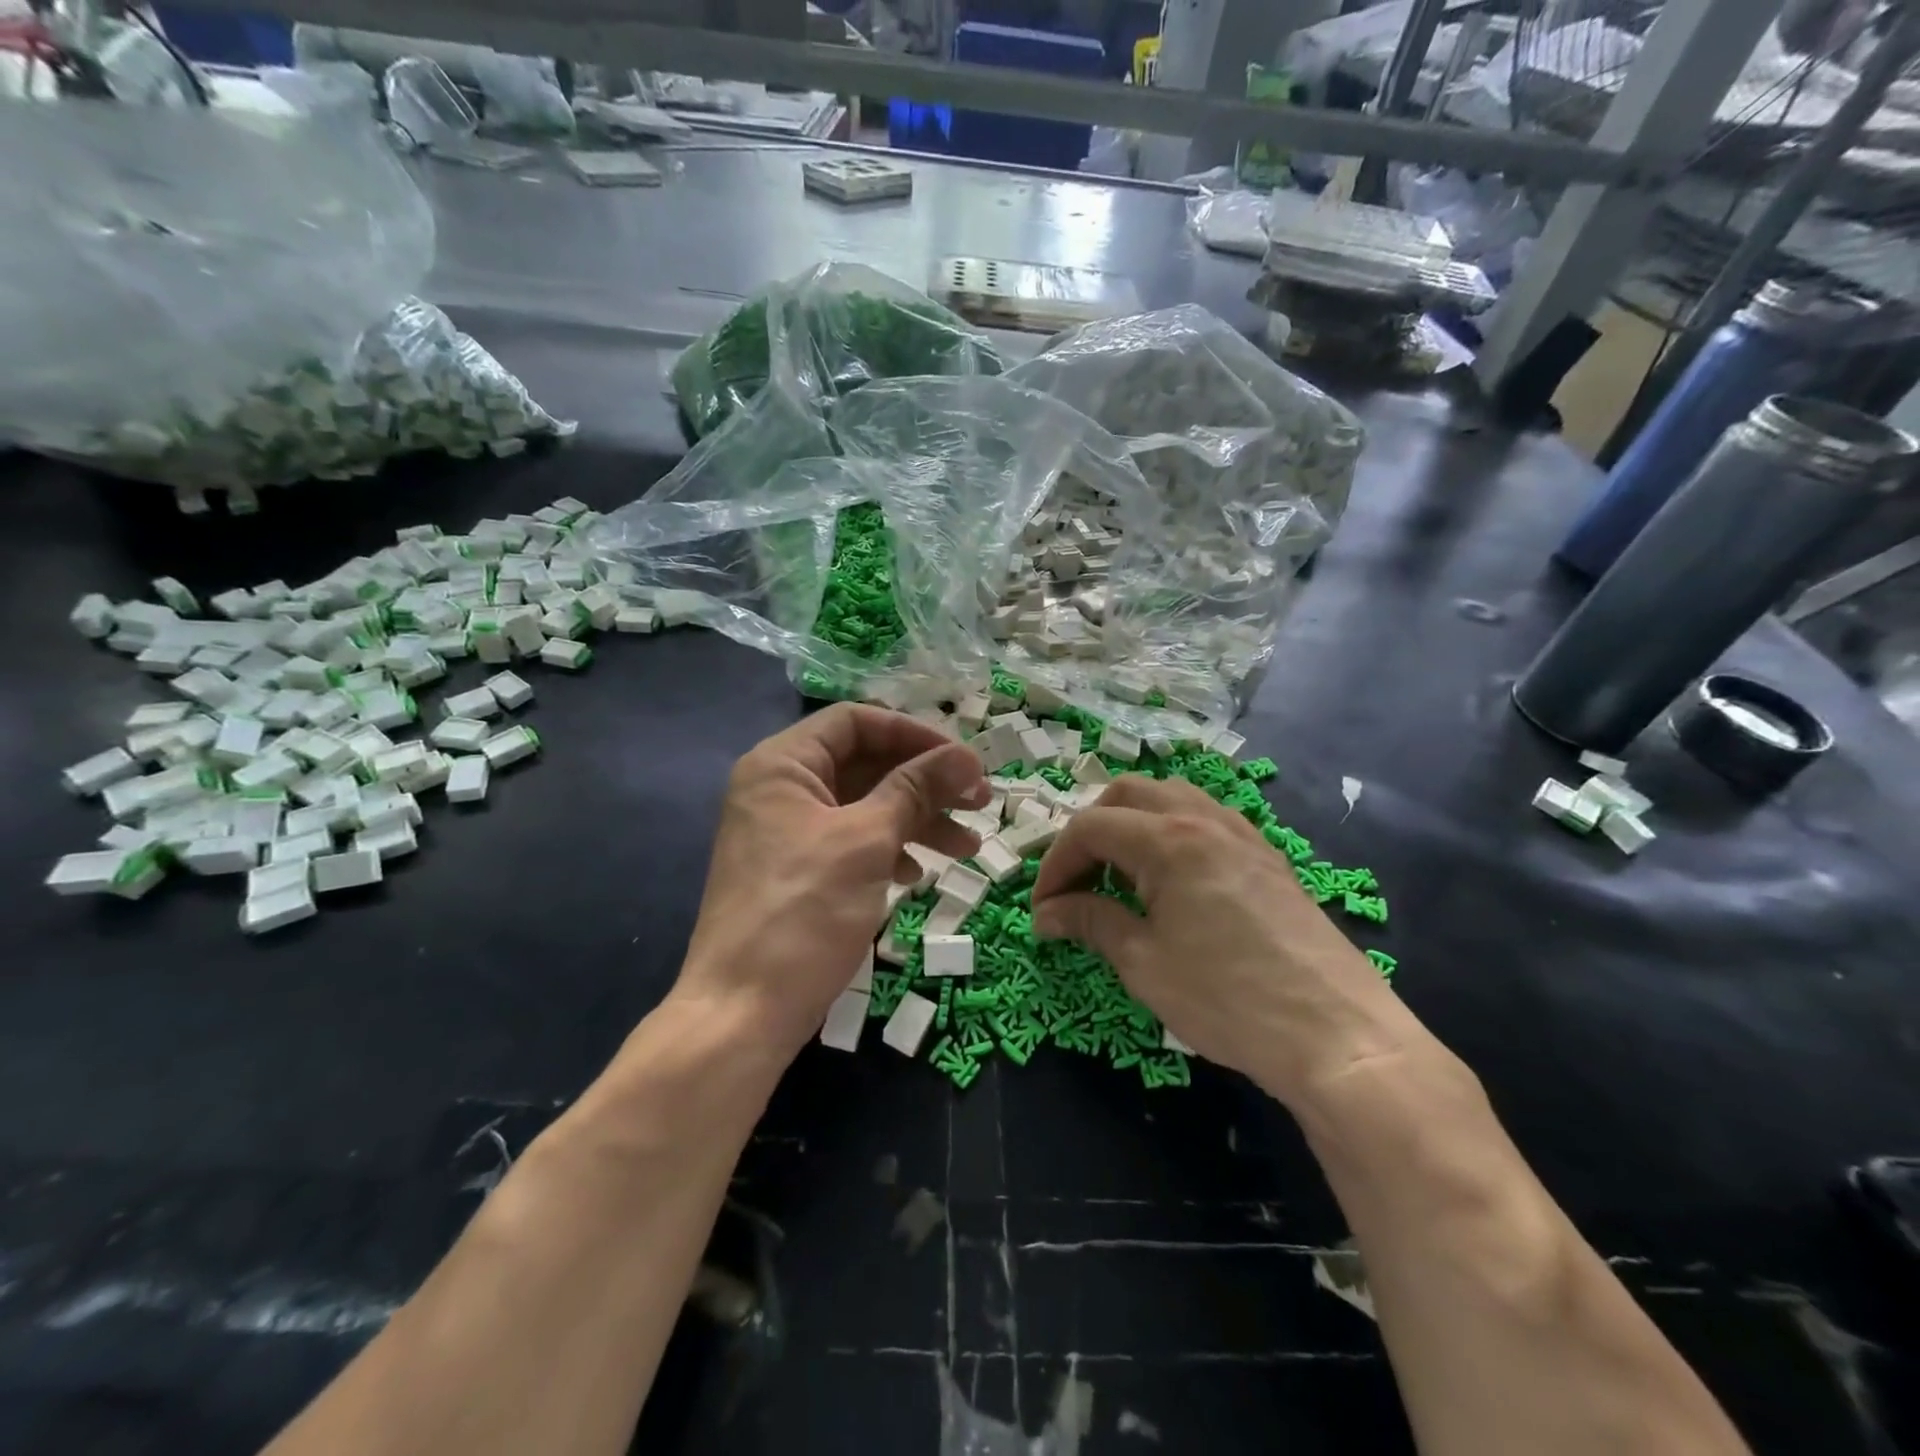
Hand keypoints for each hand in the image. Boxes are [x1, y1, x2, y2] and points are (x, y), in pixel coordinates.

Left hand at [674, 705, 989, 1060]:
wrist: (743, 1012)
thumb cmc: (804, 912)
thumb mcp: (867, 841)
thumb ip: (916, 789)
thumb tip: (967, 756)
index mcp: (782, 764)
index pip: (857, 722)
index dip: (915, 735)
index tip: (964, 762)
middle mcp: (780, 788)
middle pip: (865, 764)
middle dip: (925, 783)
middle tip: (979, 804)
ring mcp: (787, 832)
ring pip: (865, 806)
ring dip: (917, 820)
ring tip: (966, 848)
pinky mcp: (797, 872)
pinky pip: (852, 843)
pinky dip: (890, 851)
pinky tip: (917, 875)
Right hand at [1031, 775, 1413, 1107]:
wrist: (1337, 1036)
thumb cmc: (1228, 999)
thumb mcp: (1144, 963)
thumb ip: (1091, 923)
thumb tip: (1048, 913)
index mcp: (1169, 839)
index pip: (1090, 828)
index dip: (1055, 865)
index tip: (1043, 911)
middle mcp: (1204, 819)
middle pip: (1128, 795)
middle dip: (1090, 832)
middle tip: (1075, 882)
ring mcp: (1242, 834)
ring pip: (1170, 798)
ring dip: (1132, 825)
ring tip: (1118, 875)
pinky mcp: (1266, 857)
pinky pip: (1206, 820)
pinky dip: (1171, 834)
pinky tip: (1170, 880)